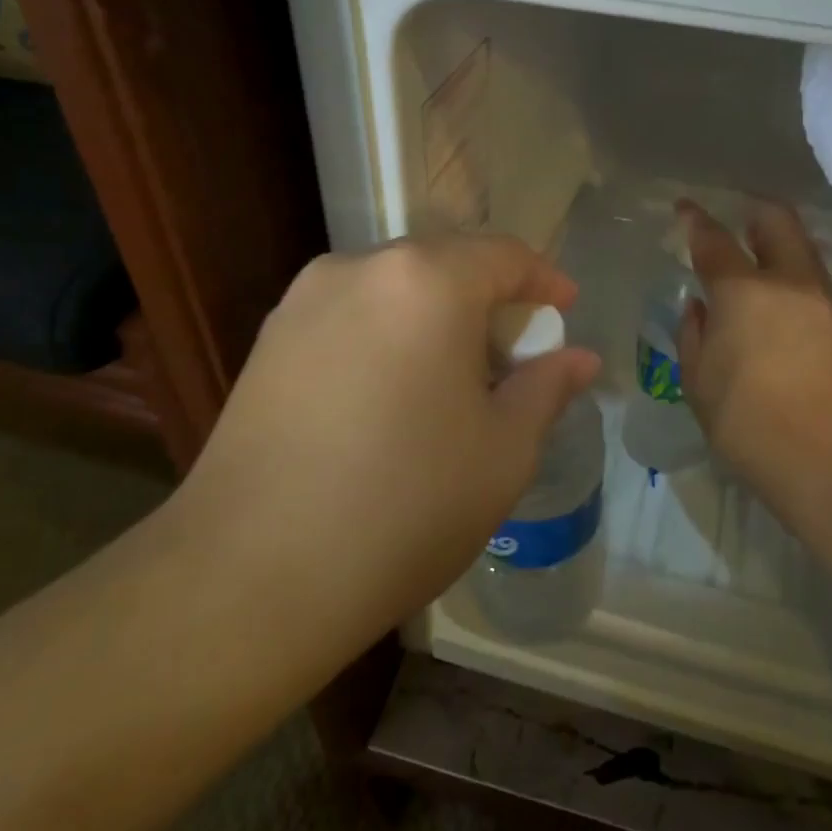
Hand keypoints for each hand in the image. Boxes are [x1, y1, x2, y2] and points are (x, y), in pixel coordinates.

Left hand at [171, 235, 601, 641]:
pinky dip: (386, 337)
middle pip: (443, 264)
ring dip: (433, 318)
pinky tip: (389, 396)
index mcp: (426, 282)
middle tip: (511, 356)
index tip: (565, 310)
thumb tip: (579, 358)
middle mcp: (358, 270)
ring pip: (392, 291)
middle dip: (487, 300)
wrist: (252, 575)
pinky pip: (349, 318)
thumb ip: (545, 388)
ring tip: (450, 379)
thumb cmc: (406, 506)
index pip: (503, 255)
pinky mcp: (267, 342)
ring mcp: (302, 302)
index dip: (544, 280)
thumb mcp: (503, 451)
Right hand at [676, 201, 831, 528]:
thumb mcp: (699, 385)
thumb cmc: (750, 426)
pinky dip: (789, 271)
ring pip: (801, 247)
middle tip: (731, 219)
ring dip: (775, 241)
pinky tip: (772, 297)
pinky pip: (811, 278)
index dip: (695, 220)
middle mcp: (789, 283)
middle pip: (776, 220)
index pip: (715, 240)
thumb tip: (700, 307)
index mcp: (744, 293)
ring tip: (751, 257)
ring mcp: (824, 301)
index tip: (684, 208)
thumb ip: (693, 336)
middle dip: (751, 210)